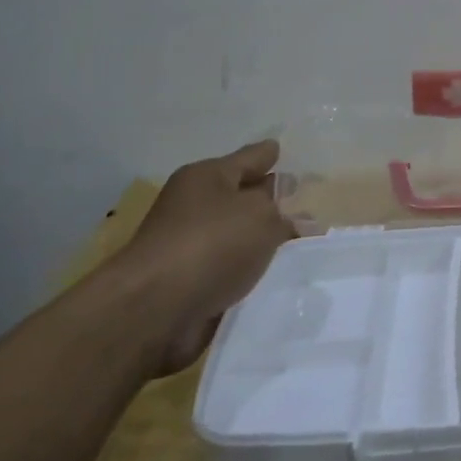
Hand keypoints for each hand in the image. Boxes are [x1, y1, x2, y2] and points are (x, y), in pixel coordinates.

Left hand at [107, 141, 296, 375]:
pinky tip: (278, 274)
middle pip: (243, 196)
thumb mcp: (261, 216)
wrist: (154, 309)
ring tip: (302, 243)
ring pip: (239, 234)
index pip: (250, 157)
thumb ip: (284, 214)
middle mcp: (195, 205)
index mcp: (207, 177)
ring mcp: (190, 244)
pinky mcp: (191, 281)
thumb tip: (293, 220)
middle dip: (271, 199)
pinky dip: (252, 269)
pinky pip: (232, 267)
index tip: (283, 150)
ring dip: (264, 239)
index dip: (270, 154)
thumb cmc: (211, 244)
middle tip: (307, 202)